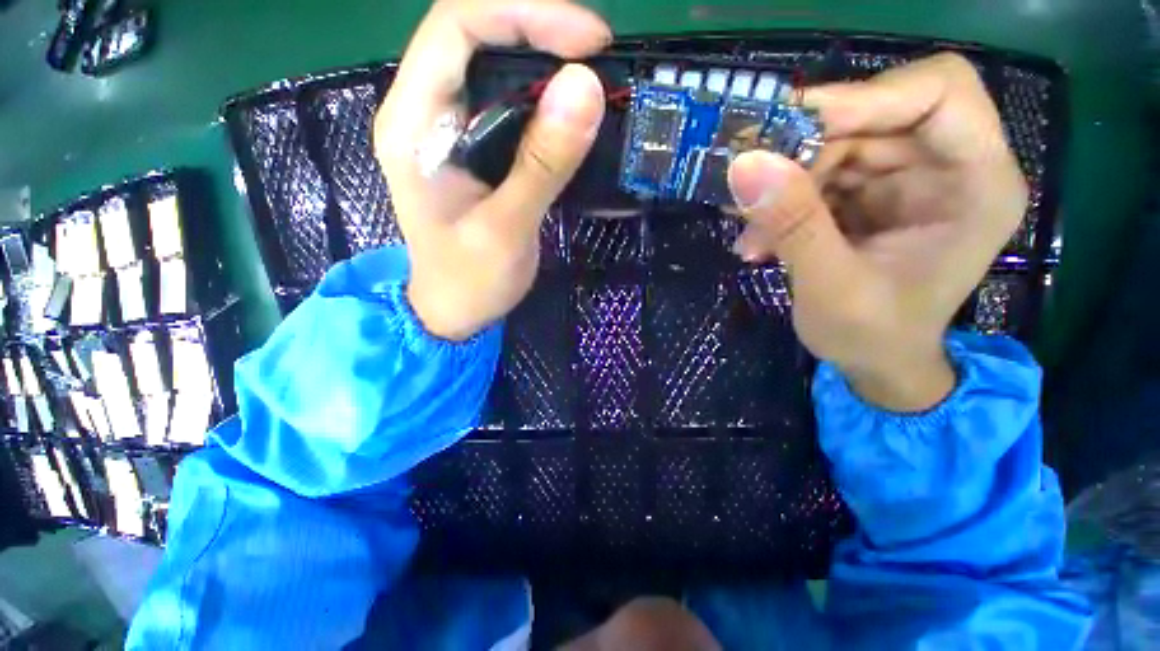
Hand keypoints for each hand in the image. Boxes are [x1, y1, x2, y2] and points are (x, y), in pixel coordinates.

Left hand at [374, 0, 608, 340]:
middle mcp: (424, 111)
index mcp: (413, 124)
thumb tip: (586, 87)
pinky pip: (506, 99)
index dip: (524, 15)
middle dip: (540, 29)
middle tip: (598, 54)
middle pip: (475, 33)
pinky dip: (543, 93)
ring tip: (593, 75)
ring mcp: (449, 128)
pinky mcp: (472, 146)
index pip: (456, 27)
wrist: (455, 310)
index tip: (589, 40)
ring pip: (493, 62)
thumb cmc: (470, 281)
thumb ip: (542, 164)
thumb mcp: (507, 230)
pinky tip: (570, 108)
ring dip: (545, 58)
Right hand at [727, 54, 1027, 410]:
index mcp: (976, 184)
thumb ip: (794, 225)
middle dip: (806, 152)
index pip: (938, 91)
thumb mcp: (831, 287)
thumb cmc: (872, 337)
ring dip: (785, 185)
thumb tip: (745, 164)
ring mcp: (907, 181)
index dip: (864, 98)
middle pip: (874, 118)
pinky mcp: (871, 196)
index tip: (790, 127)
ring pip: (837, 147)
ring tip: (752, 234)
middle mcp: (948, 168)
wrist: (875, 363)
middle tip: (754, 188)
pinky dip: (783, 202)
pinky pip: (820, 177)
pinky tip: (760, 240)